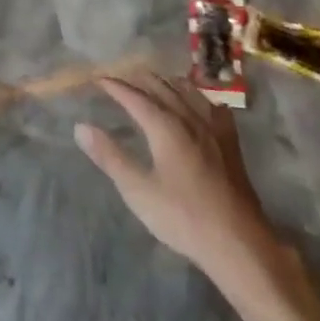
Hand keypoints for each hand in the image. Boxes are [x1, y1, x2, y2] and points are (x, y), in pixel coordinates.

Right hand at [75, 74, 293, 286]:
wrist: (238, 243)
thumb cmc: (183, 218)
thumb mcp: (138, 191)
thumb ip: (110, 157)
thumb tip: (81, 127)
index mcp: (166, 127)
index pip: (136, 98)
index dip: (116, 87)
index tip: (98, 80)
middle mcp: (190, 119)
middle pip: (163, 88)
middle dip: (140, 80)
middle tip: (122, 77)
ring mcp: (214, 130)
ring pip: (189, 93)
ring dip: (167, 82)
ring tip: (155, 81)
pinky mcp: (230, 144)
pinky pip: (213, 106)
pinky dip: (198, 95)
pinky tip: (199, 101)